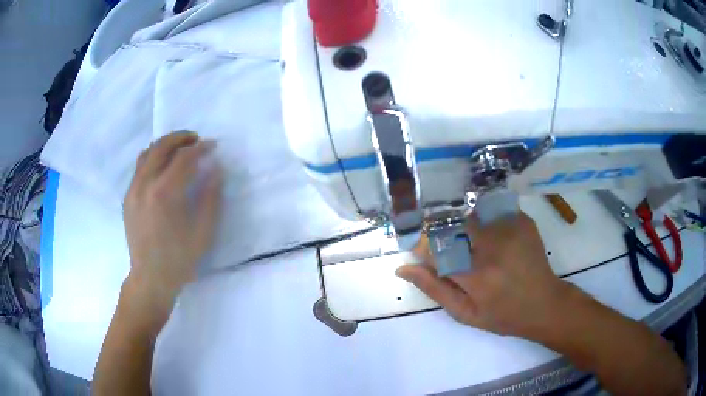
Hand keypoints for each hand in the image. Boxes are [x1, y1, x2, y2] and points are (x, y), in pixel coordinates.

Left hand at [122, 132, 222, 324]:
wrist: (150, 278)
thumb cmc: (179, 259)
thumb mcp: (203, 233)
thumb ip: (210, 197)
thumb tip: (216, 169)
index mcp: (165, 194)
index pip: (184, 158)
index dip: (201, 148)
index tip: (213, 146)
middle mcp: (145, 185)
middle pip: (162, 146)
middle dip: (181, 138)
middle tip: (196, 140)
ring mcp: (133, 190)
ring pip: (147, 153)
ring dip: (165, 145)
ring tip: (179, 149)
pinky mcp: (128, 197)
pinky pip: (139, 167)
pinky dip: (153, 157)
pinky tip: (163, 167)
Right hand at [396, 212, 575, 340]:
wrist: (544, 304)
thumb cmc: (502, 315)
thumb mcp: (464, 313)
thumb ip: (434, 289)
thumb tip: (403, 268)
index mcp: (475, 276)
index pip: (434, 248)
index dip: (421, 245)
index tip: (419, 248)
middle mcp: (492, 248)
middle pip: (452, 223)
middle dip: (440, 229)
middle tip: (443, 241)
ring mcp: (510, 230)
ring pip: (471, 213)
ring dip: (462, 224)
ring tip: (471, 242)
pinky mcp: (523, 222)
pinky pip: (493, 210)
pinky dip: (485, 219)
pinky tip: (491, 236)